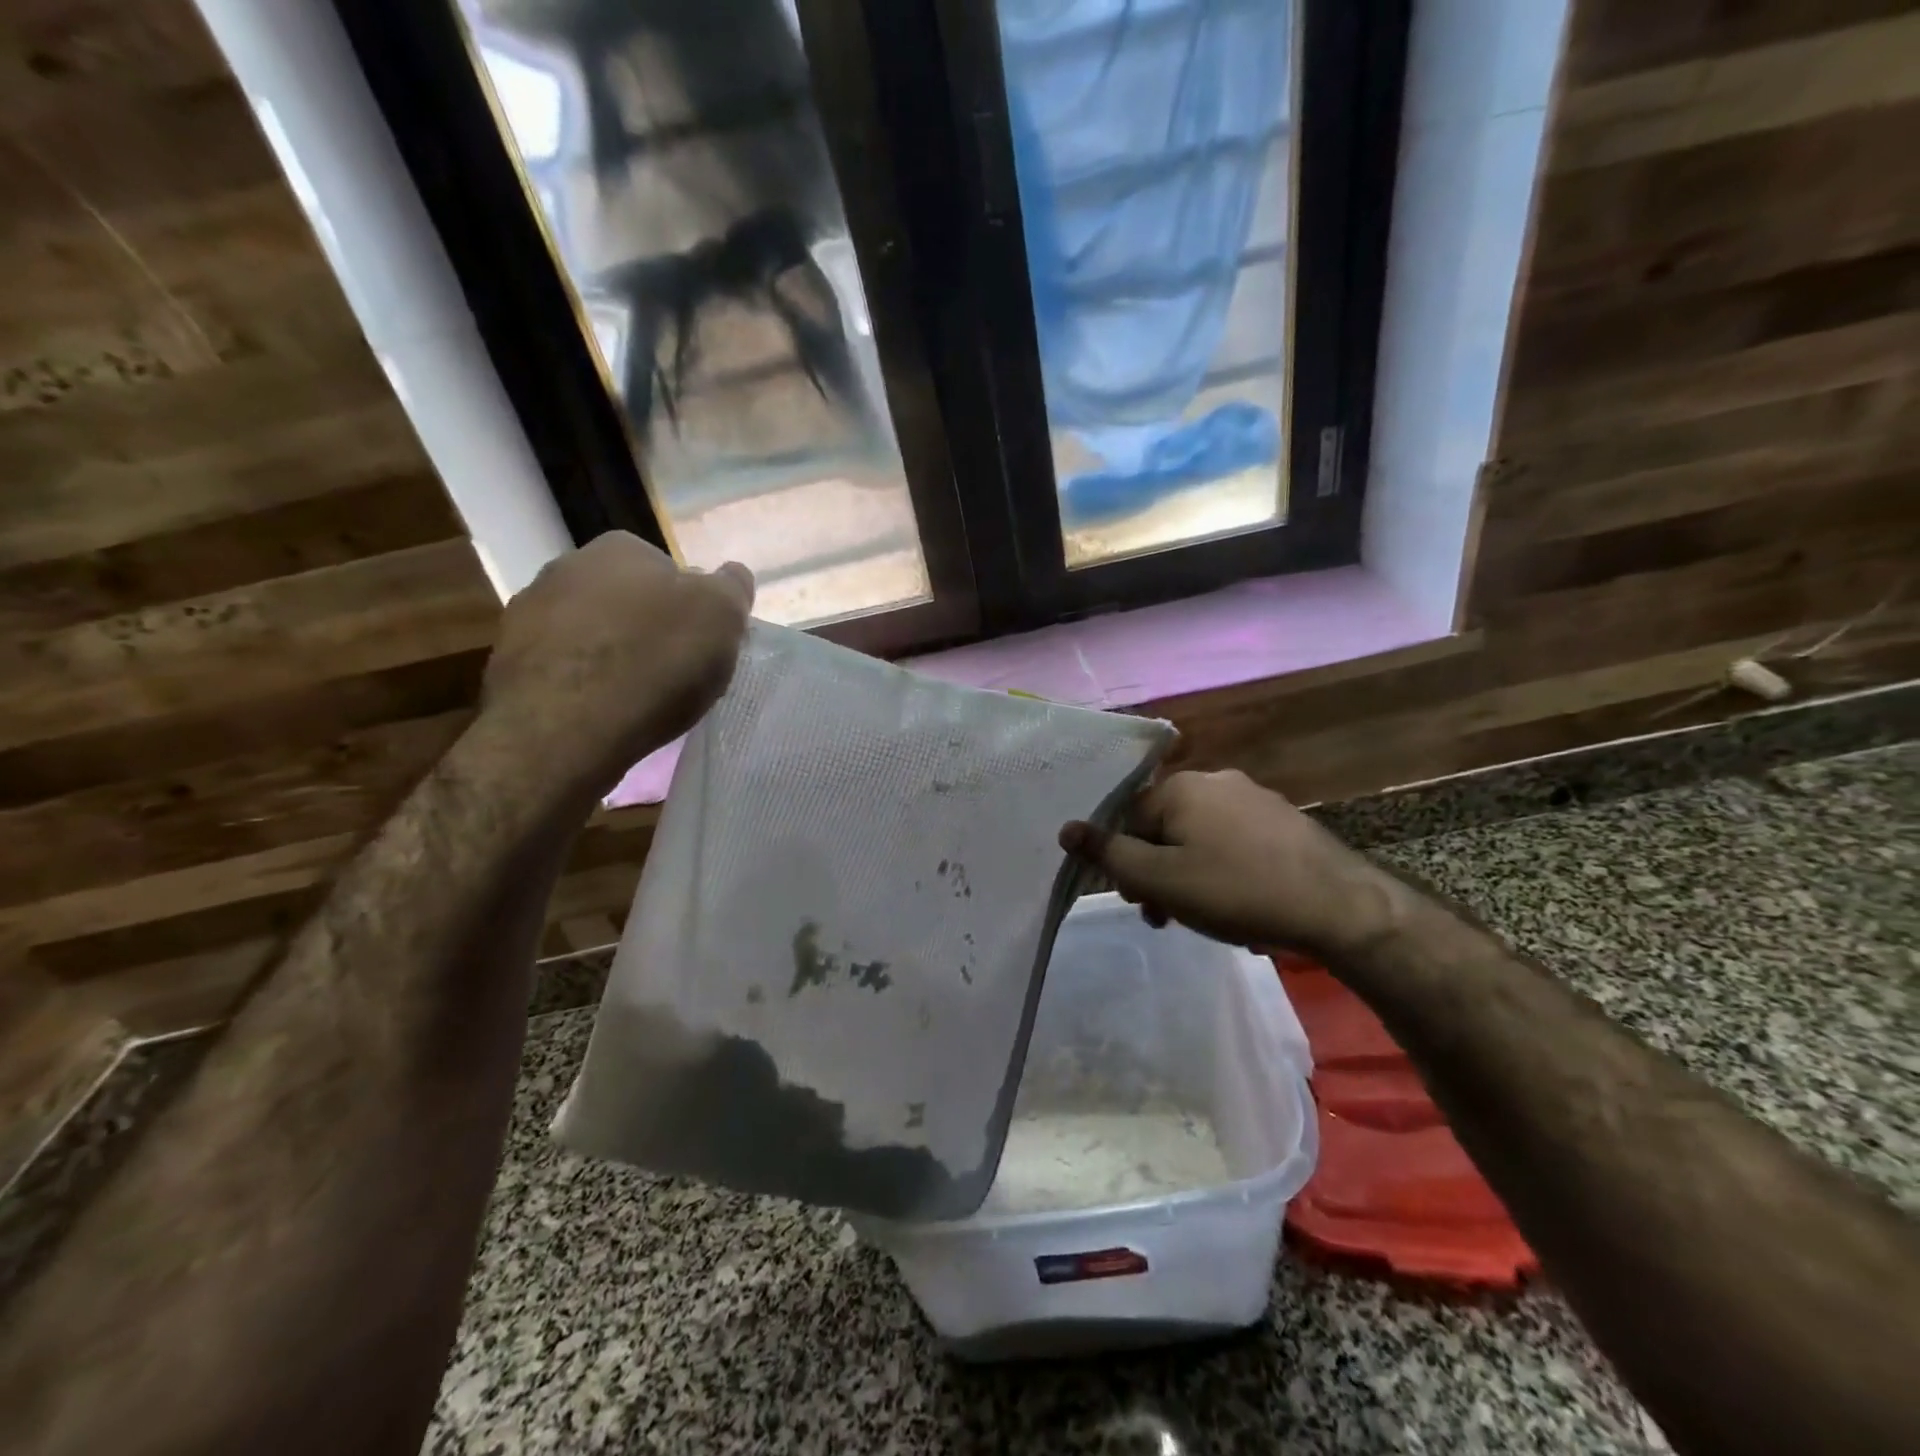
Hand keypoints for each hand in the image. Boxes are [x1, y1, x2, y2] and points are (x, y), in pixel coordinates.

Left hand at [479, 533, 753, 799]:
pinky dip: (584, 685)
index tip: (702, 644)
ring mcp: (527, 614)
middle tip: (675, 671)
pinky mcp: (506, 663)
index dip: (692, 609)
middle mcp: (566, 567)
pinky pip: (563, 668)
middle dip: (649, 628)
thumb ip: (732, 587)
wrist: (564, 730)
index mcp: (621, 548)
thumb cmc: (654, 662)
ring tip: (638, 699)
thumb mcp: (722, 616)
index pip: (670, 572)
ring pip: (592, 632)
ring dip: (613, 655)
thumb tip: (732, 574)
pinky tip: (602, 713)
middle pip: (628, 600)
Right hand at [1060, 769, 1401, 960]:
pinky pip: (1234, 842)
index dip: (1124, 862)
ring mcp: (1254, 798)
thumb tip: (1066, 828)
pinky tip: (1240, 904)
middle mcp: (1215, 781)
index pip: (1127, 819)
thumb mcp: (1159, 880)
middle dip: (1157, 872)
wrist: (1338, 906)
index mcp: (1181, 787)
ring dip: (1188, 875)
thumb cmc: (1235, 890)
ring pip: (1199, 837)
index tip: (1139, 901)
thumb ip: (1108, 855)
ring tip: (1204, 918)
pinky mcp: (1283, 821)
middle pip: (1164, 827)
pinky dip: (1224, 870)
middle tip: (1167, 915)